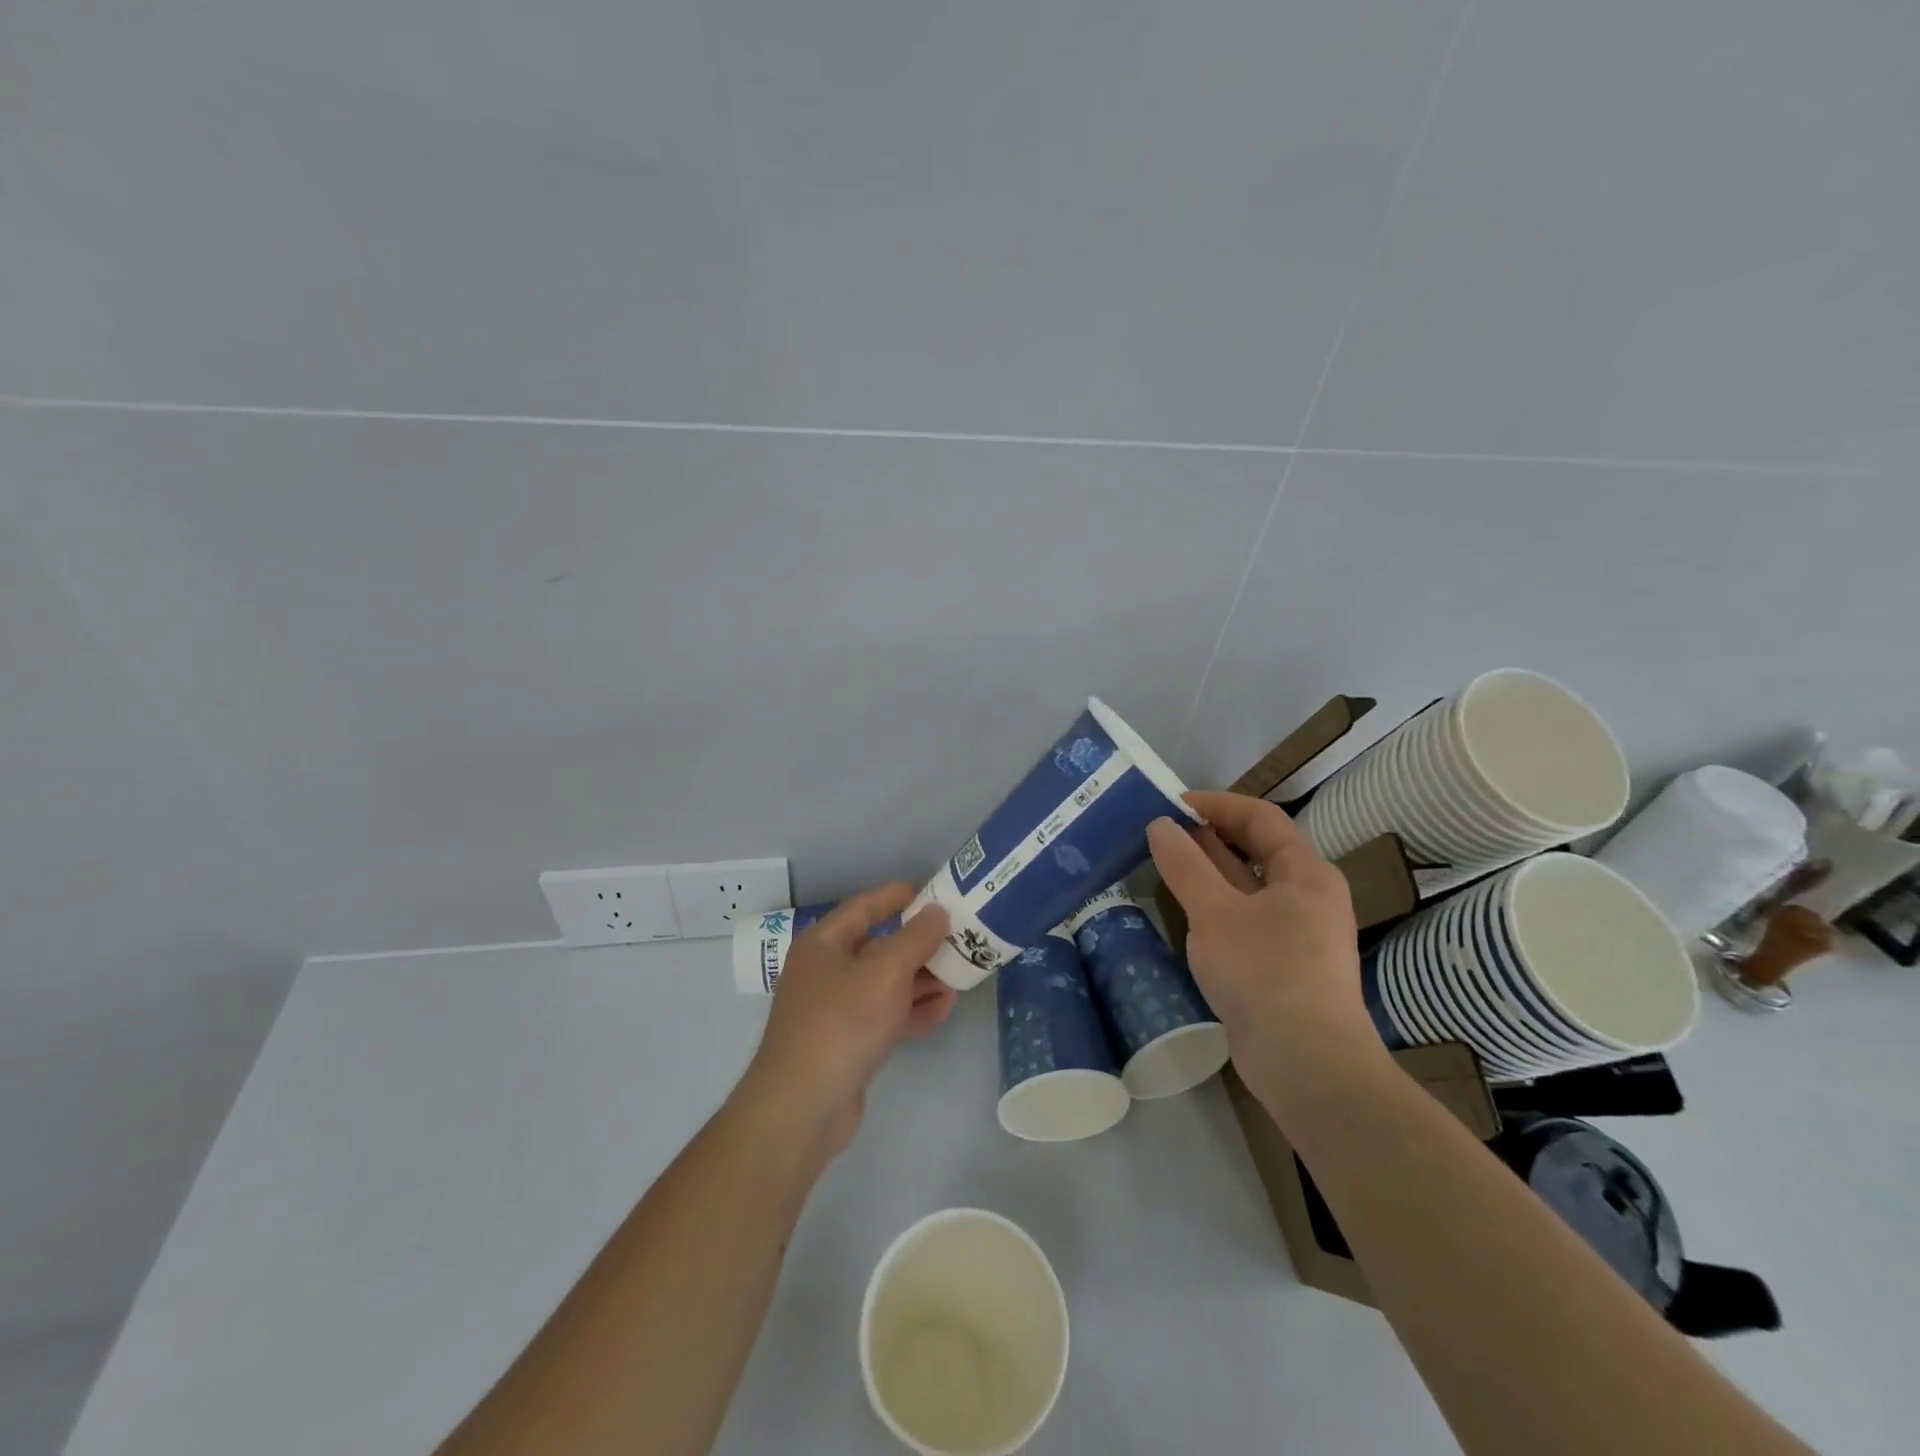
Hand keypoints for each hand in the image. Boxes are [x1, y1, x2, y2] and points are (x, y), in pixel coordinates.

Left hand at [742, 884, 955, 1155]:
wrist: (803, 1106)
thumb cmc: (842, 1023)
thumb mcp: (885, 972)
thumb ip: (916, 938)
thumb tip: (936, 912)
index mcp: (825, 942)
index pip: (866, 906)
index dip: (900, 896)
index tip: (937, 894)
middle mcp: (827, 970)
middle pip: (880, 946)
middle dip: (920, 945)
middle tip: (960, 940)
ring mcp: (836, 1008)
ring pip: (886, 983)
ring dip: (922, 980)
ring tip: (960, 976)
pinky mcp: (847, 1042)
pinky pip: (885, 1015)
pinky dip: (912, 1011)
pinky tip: (945, 1010)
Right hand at [1147, 791, 1381, 1091]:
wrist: (1307, 1065)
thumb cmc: (1264, 974)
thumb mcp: (1215, 913)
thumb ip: (1185, 865)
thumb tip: (1160, 825)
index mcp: (1305, 873)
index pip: (1261, 818)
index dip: (1216, 804)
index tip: (1171, 804)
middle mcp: (1307, 896)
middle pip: (1255, 850)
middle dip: (1208, 837)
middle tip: (1160, 832)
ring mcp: (1296, 933)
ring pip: (1247, 887)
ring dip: (1207, 872)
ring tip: (1163, 864)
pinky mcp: (1282, 965)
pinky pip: (1244, 919)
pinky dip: (1214, 906)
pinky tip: (1183, 911)